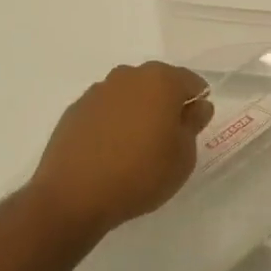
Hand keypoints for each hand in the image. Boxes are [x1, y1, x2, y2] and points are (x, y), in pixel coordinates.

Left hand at [26, 61, 212, 243]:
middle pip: (157, 83)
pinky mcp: (77, 108)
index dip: (196, 103)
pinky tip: (109, 151)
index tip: (193, 128)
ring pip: (129, 94)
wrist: (74, 195)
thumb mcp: (183, 157)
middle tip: (166, 139)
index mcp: (161, 80)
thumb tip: (197, 106)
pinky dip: (112, 122)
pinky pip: (105, 110)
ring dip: (137, 111)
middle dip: (165, 104)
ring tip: (134, 147)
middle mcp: (130, 75)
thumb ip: (193, 125)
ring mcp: (100, 90)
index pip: (190, 81)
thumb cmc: (140, 174)